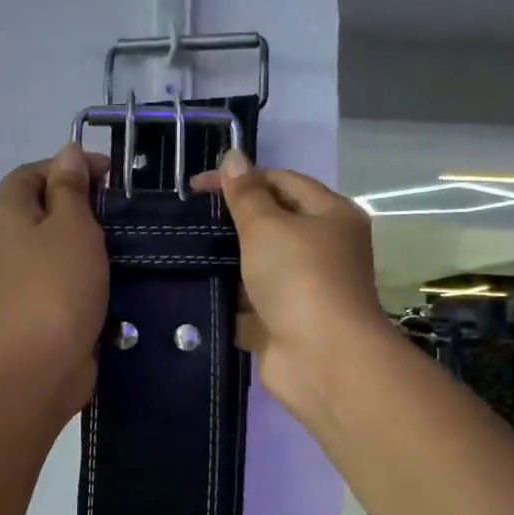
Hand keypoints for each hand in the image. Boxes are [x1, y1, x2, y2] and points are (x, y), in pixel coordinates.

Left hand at [0, 143, 110, 419]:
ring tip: (131, 242)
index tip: (112, 177)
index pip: (35, 171)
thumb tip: (67, 153)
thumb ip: (71, 187)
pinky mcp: (45, 305)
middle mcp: (11, 240)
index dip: (70, 166)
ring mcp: (27, 276)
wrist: (42, 363)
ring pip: (63, 245)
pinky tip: (123, 275)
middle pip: (49, 207)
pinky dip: (93, 273)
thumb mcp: (71, 224)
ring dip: (94, 242)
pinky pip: (70, 277)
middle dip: (87, 205)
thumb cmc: (57, 284)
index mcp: (9, 211)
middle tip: (126, 211)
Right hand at [191, 150, 391, 421]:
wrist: (322, 359)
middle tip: (188, 221)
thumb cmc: (299, 280)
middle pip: (271, 225)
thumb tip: (233, 156)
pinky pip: (250, 305)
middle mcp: (322, 249)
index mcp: (330, 215)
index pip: (282, 182)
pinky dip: (228, 302)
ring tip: (183, 254)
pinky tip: (194, 293)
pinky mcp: (284, 323)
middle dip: (232, 223)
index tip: (195, 188)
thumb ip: (246, 194)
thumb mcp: (268, 227)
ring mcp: (303, 289)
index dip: (241, 178)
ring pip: (257, 267)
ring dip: (226, 264)